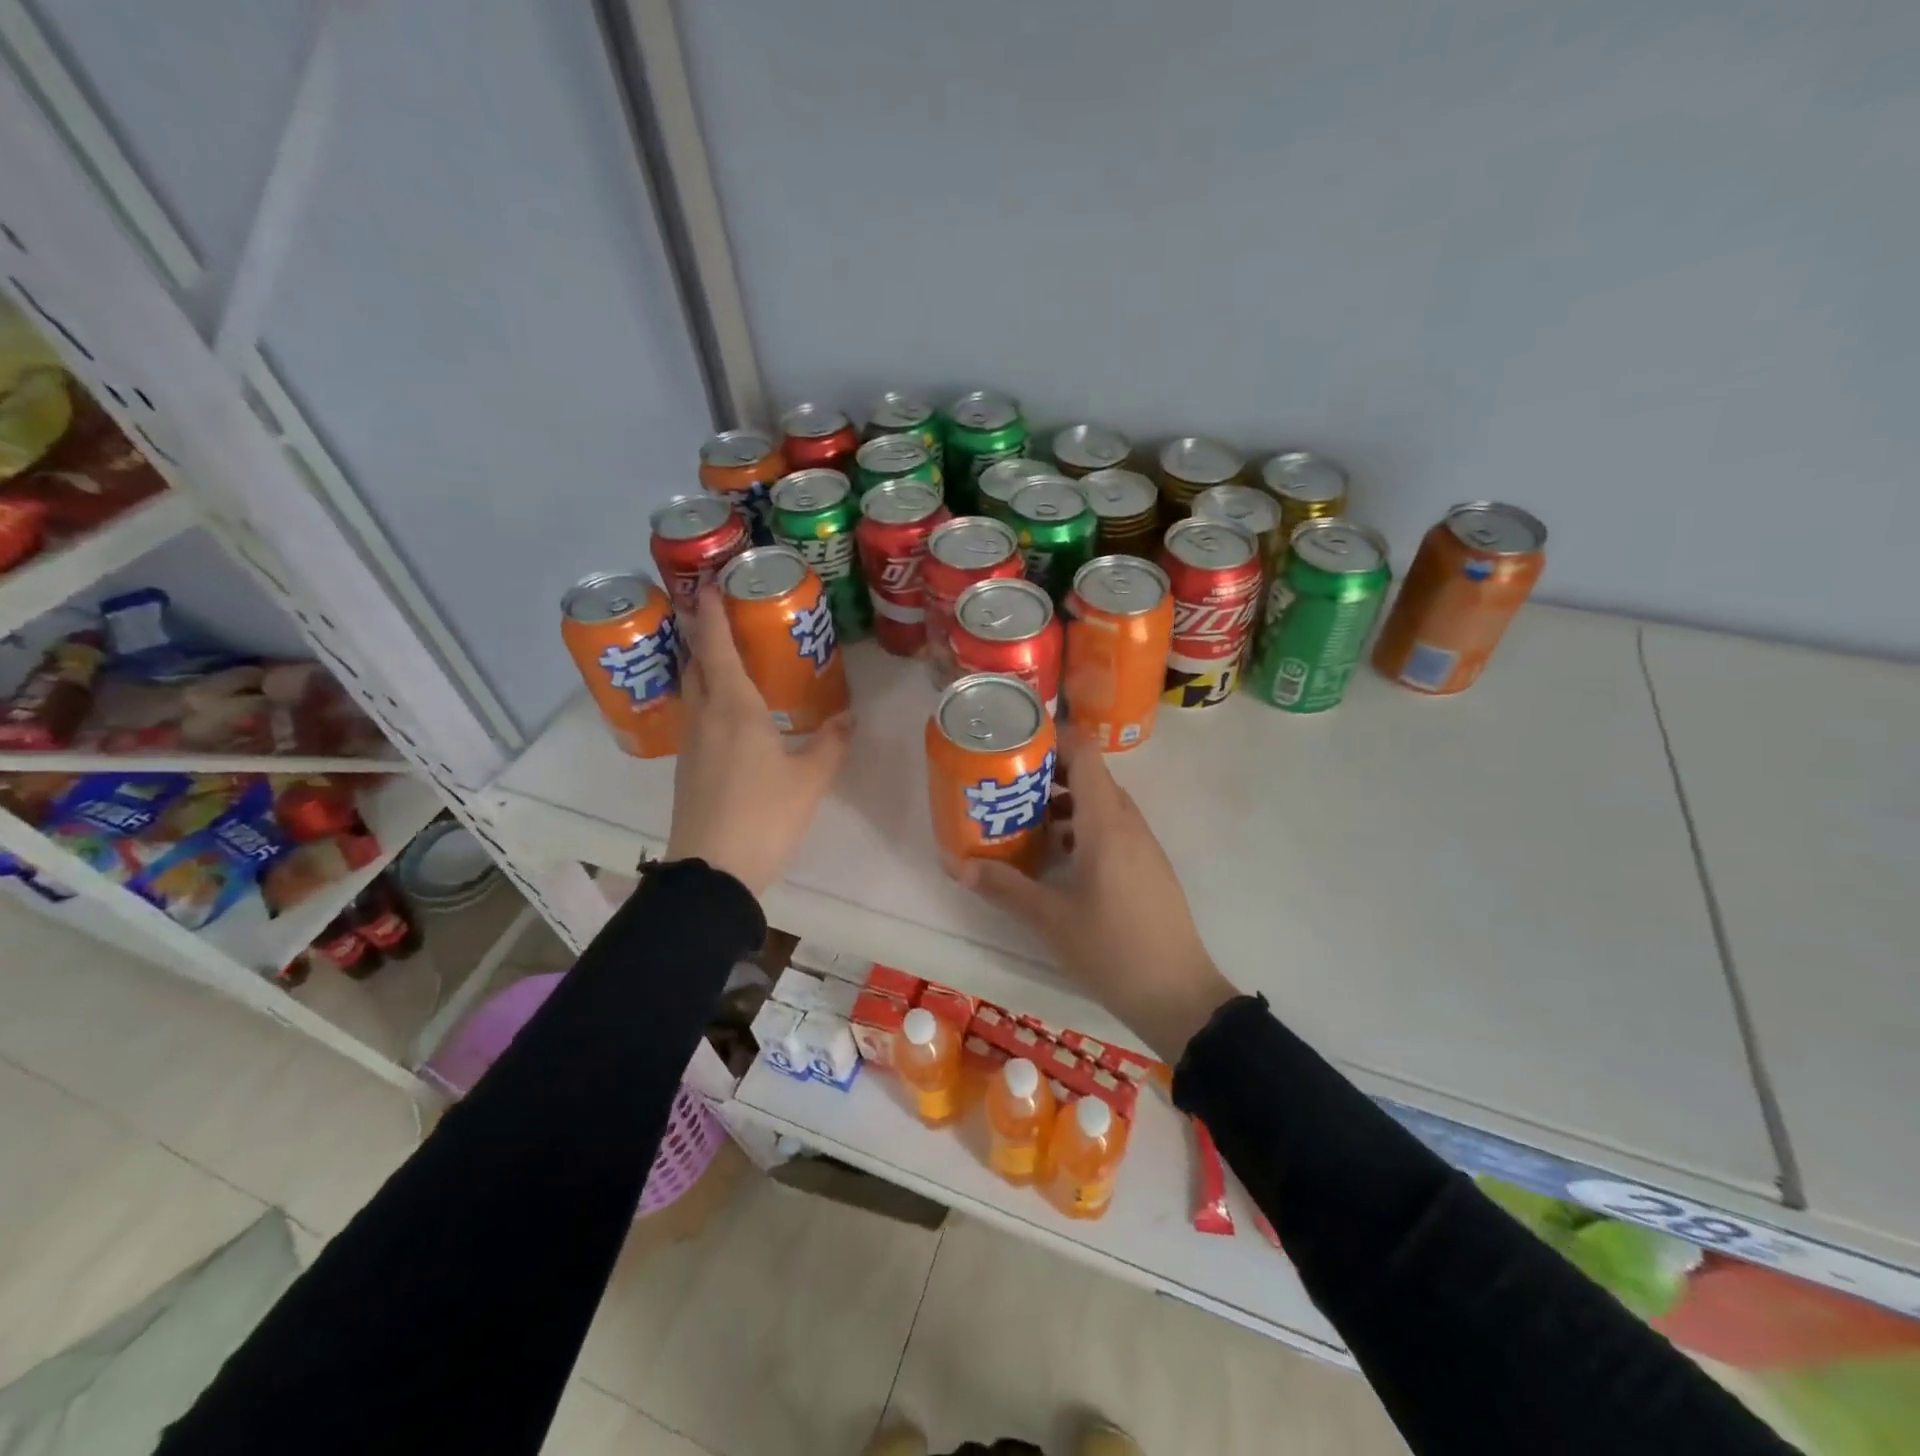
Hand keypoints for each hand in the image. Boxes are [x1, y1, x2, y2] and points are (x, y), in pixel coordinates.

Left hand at [664, 584, 854, 896]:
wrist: (713, 871)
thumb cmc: (764, 815)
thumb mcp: (809, 779)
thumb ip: (831, 743)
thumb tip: (849, 717)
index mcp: (734, 708)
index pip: (716, 646)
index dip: (712, 611)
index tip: (710, 583)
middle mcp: (705, 716)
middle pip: (695, 662)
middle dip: (703, 634)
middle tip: (723, 615)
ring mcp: (691, 742)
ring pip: (692, 689)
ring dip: (702, 665)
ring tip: (728, 657)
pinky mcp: (688, 767)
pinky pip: (695, 716)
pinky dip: (707, 697)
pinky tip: (729, 712)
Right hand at [959, 730, 1237, 1061]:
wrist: (1178, 995)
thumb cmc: (1112, 949)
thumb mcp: (1050, 919)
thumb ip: (1004, 887)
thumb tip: (957, 866)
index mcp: (1106, 823)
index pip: (1085, 753)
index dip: (1053, 738)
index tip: (1016, 744)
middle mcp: (1128, 823)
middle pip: (1091, 776)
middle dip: (1049, 773)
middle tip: (1007, 784)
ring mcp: (1142, 845)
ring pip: (1102, 804)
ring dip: (1065, 803)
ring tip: (1024, 821)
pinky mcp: (1147, 866)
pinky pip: (1113, 828)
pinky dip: (1082, 828)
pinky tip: (1057, 857)